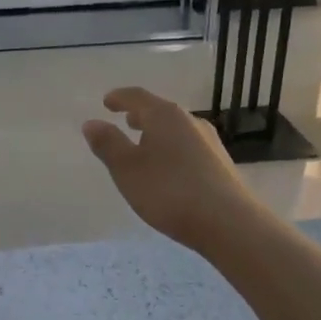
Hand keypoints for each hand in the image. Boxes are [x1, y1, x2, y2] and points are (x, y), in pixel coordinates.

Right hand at [81, 87, 254, 252]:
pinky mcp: (220, 164)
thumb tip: (92, 123)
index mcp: (165, 116)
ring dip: (158, 134)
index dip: (119, 98)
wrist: (228, 223)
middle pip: (160, 112)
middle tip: (126, 121)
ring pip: (177, 130)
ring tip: (145, 146)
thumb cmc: (169, 191)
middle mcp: (190, 121)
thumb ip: (108, 144)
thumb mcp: (127, 169)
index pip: (137, 97)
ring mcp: (210, 142)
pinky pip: (189, 147)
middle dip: (141, 116)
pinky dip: (172, 149)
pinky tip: (169, 169)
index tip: (107, 101)